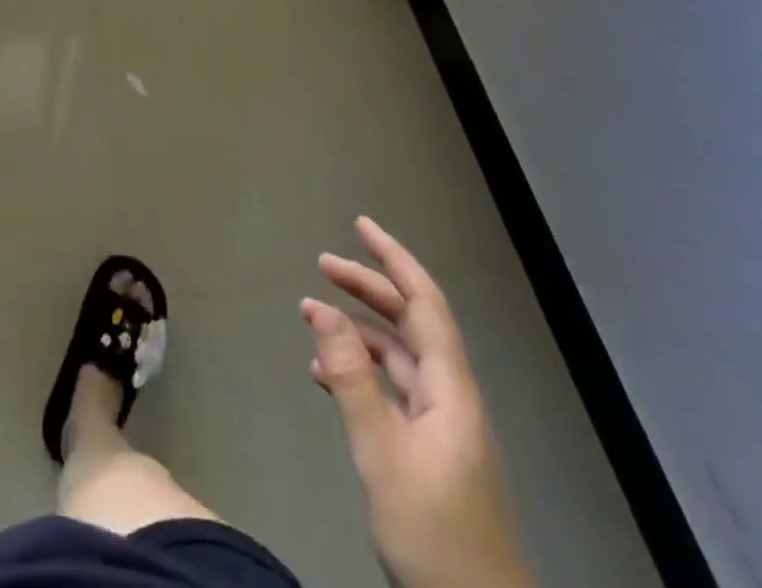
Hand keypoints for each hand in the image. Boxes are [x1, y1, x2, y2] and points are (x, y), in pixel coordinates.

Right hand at [301, 218, 534, 587]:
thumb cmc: (435, 535)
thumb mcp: (381, 453)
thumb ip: (350, 378)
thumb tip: (321, 309)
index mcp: (451, 390)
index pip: (425, 303)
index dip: (394, 259)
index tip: (361, 225)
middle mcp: (450, 397)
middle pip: (409, 324)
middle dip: (367, 287)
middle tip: (322, 263)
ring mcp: (441, 427)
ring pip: (397, 357)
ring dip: (357, 331)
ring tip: (310, 317)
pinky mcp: (429, 453)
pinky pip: (391, 390)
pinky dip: (358, 372)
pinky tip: (325, 376)